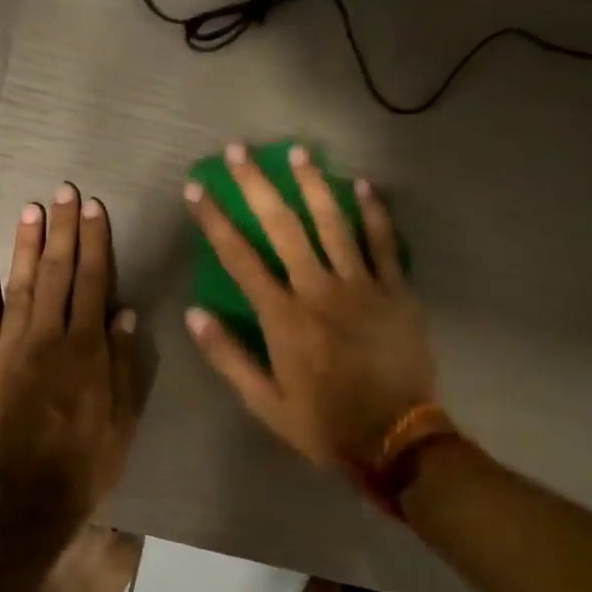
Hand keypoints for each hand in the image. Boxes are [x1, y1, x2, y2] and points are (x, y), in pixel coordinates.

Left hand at [0, 184, 141, 542]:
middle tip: (61, 191)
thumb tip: (124, 314)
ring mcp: (9, 350)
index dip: (94, 242)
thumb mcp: (122, 420)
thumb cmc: (84, 464)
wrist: (23, 502)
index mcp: (85, 350)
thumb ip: (123, 364)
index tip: (92, 207)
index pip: (93, 282)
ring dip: (24, 246)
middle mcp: (47, 338)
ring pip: (19, 286)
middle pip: (56, 273)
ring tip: (30, 210)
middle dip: (61, 230)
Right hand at [184, 143, 439, 474]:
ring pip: (334, 223)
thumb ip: (228, 356)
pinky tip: (362, 184)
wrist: (397, 440)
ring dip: (313, 184)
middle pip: (284, 226)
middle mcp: (319, 290)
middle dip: (257, 185)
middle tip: (239, 151)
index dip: (215, 220)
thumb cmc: (324, 423)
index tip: (197, 189)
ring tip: (297, 151)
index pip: (240, 258)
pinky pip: (385, 243)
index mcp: (283, 317)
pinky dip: (374, 212)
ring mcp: (362, 286)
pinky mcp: (397, 291)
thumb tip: (194, 314)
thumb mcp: (265, 402)